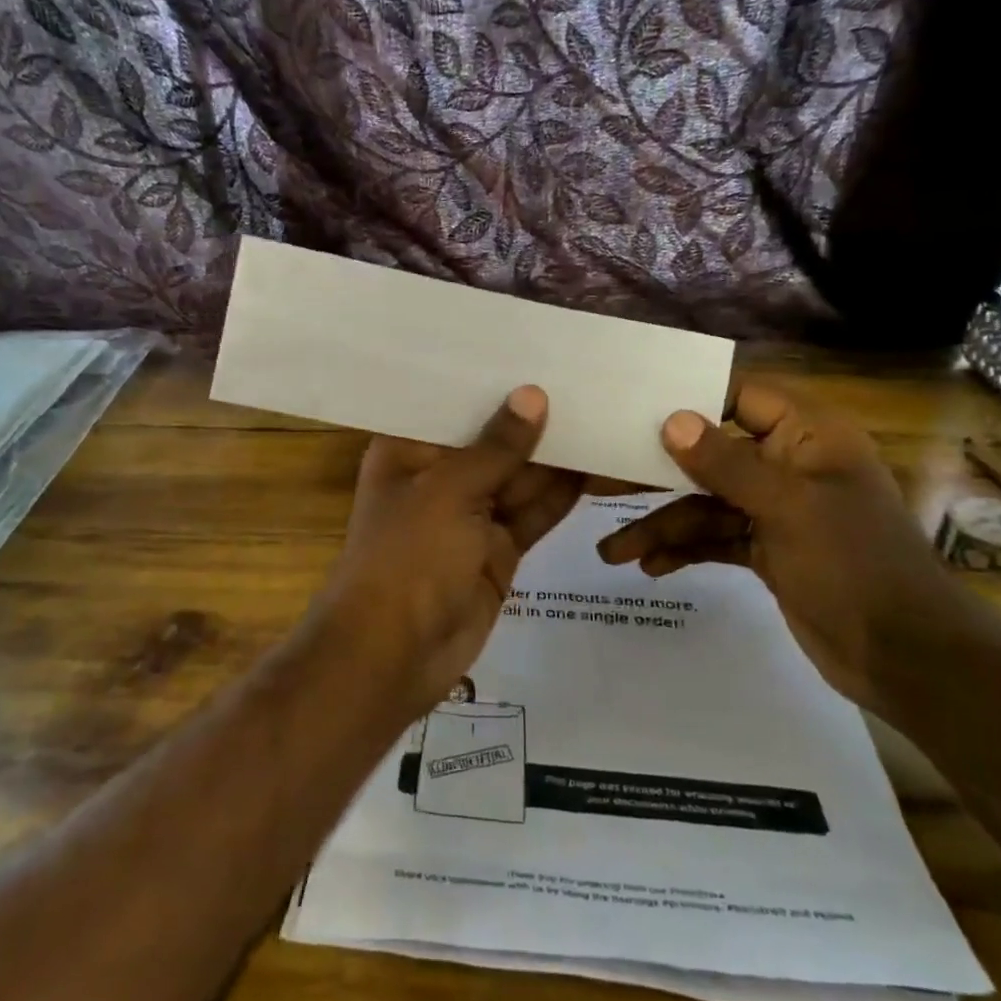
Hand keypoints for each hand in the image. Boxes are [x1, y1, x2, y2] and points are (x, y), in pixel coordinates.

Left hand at [313, 388, 582, 715]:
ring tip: (605, 410)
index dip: (493, 381)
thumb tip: (533, 395)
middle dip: (535, 417)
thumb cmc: (407, 558)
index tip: (537, 346)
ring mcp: (471, 515)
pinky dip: (563, 493)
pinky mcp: (499, 550)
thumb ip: (497, 447)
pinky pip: (535, 512)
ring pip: (520, 476)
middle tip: (588, 375)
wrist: (394, 655)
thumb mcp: (449, 491)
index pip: (454, 403)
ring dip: (558, 454)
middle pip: (493, 439)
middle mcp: (439, 476)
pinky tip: (600, 462)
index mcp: (409, 450)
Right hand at [595, 380, 954, 708]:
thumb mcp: (788, 508)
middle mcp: (789, 465)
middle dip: (658, 476)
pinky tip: (651, 567)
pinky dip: (685, 550)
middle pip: (711, 456)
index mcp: (808, 437)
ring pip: (706, 505)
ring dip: (663, 526)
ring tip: (613, 553)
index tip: (634, 406)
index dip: (691, 398)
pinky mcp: (768, 549)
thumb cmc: (853, 564)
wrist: (905, 656)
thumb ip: (726, 464)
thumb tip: (672, 420)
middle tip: (602, 485)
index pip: (741, 396)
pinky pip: (715, 538)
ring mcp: (777, 510)